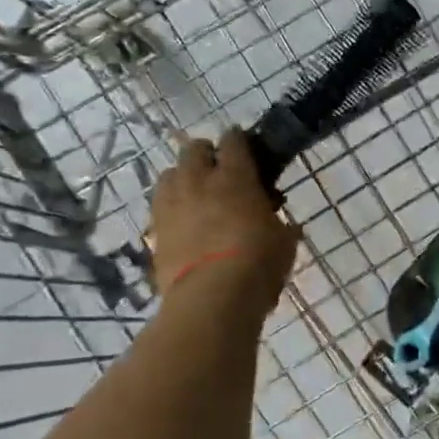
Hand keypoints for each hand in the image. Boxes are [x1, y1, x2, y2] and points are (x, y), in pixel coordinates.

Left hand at [148, 130, 298, 316]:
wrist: (212, 298)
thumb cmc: (258, 263)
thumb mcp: (283, 240)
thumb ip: (278, 223)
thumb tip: (281, 223)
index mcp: (236, 176)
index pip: (234, 140)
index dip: (241, 141)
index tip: (249, 151)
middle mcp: (199, 180)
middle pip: (194, 149)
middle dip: (207, 155)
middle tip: (222, 173)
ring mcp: (172, 203)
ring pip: (170, 172)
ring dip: (184, 177)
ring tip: (198, 195)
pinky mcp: (155, 229)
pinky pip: (160, 203)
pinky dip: (172, 205)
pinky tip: (184, 220)